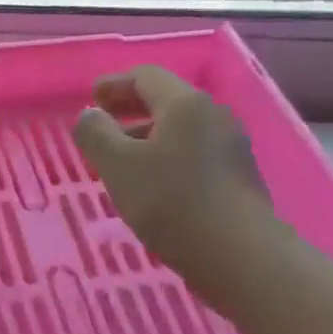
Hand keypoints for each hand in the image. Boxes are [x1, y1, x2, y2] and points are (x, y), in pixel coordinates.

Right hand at [72, 66, 270, 273]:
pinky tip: (151, 182)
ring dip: (146, 134)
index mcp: (184, 104)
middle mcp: (212, 115)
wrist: (241, 257)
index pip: (145, 76)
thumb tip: (90, 115)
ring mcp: (230, 146)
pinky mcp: (237, 176)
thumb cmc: (171, 202)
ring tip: (120, 158)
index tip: (91, 98)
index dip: (113, 84)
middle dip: (130, 108)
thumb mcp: (117, 165)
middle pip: (166, 99)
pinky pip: (193, 151)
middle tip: (102, 122)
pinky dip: (166, 154)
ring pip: (180, 128)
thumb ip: (95, 133)